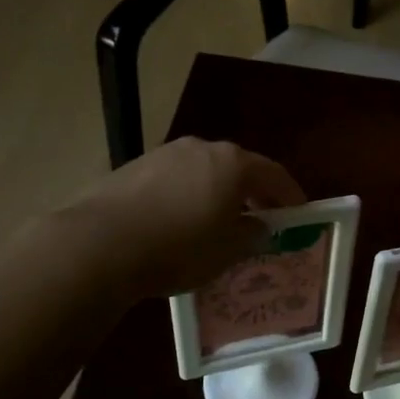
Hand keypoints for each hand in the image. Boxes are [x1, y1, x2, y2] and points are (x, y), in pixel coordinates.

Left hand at [69, 138, 306, 299]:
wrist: (99, 244)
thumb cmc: (179, 247)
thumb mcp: (228, 250)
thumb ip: (252, 234)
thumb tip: (260, 226)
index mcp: (232, 163)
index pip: (274, 174)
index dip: (290, 195)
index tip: (299, 213)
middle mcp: (201, 148)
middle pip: (237, 168)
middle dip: (252, 192)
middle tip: (261, 218)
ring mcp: (164, 154)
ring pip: (203, 172)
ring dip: (216, 193)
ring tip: (217, 223)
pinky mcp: (133, 168)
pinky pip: (174, 181)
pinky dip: (186, 197)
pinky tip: (179, 223)